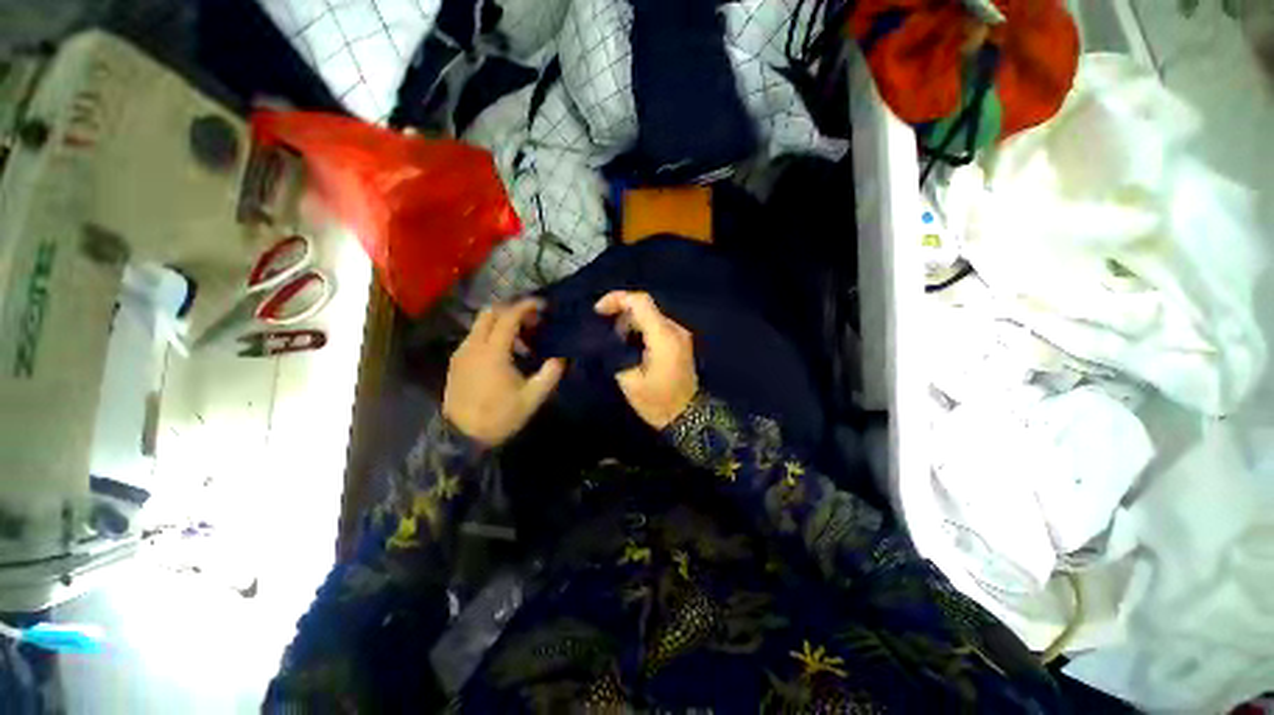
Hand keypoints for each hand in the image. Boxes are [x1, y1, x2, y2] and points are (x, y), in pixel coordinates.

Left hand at [443, 299, 564, 446]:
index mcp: (493, 352)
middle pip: (490, 313)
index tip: (542, 305)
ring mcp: (461, 353)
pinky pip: (474, 337)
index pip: (509, 317)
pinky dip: (490, 335)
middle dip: (512, 310)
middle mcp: (473, 346)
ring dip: (501, 323)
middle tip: (531, 321)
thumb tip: (560, 360)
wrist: (461, 437)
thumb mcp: (531, 398)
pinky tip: (503, 354)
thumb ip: (549, 376)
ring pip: (480, 324)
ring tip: (521, 341)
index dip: (526, 306)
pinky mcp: (456, 362)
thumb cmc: (499, 416)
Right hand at [595, 291, 698, 428]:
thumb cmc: (657, 401)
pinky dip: (641, 329)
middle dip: (621, 313)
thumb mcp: (629, 380)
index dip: (616, 299)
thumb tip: (607, 338)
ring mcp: (680, 335)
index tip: (598, 311)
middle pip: (645, 307)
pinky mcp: (680, 342)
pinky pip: (657, 326)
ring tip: (615, 341)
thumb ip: (616, 352)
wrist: (688, 417)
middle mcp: (674, 330)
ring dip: (630, 322)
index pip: (640, 301)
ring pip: (651, 315)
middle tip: (604, 331)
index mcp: (663, 336)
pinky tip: (630, 345)